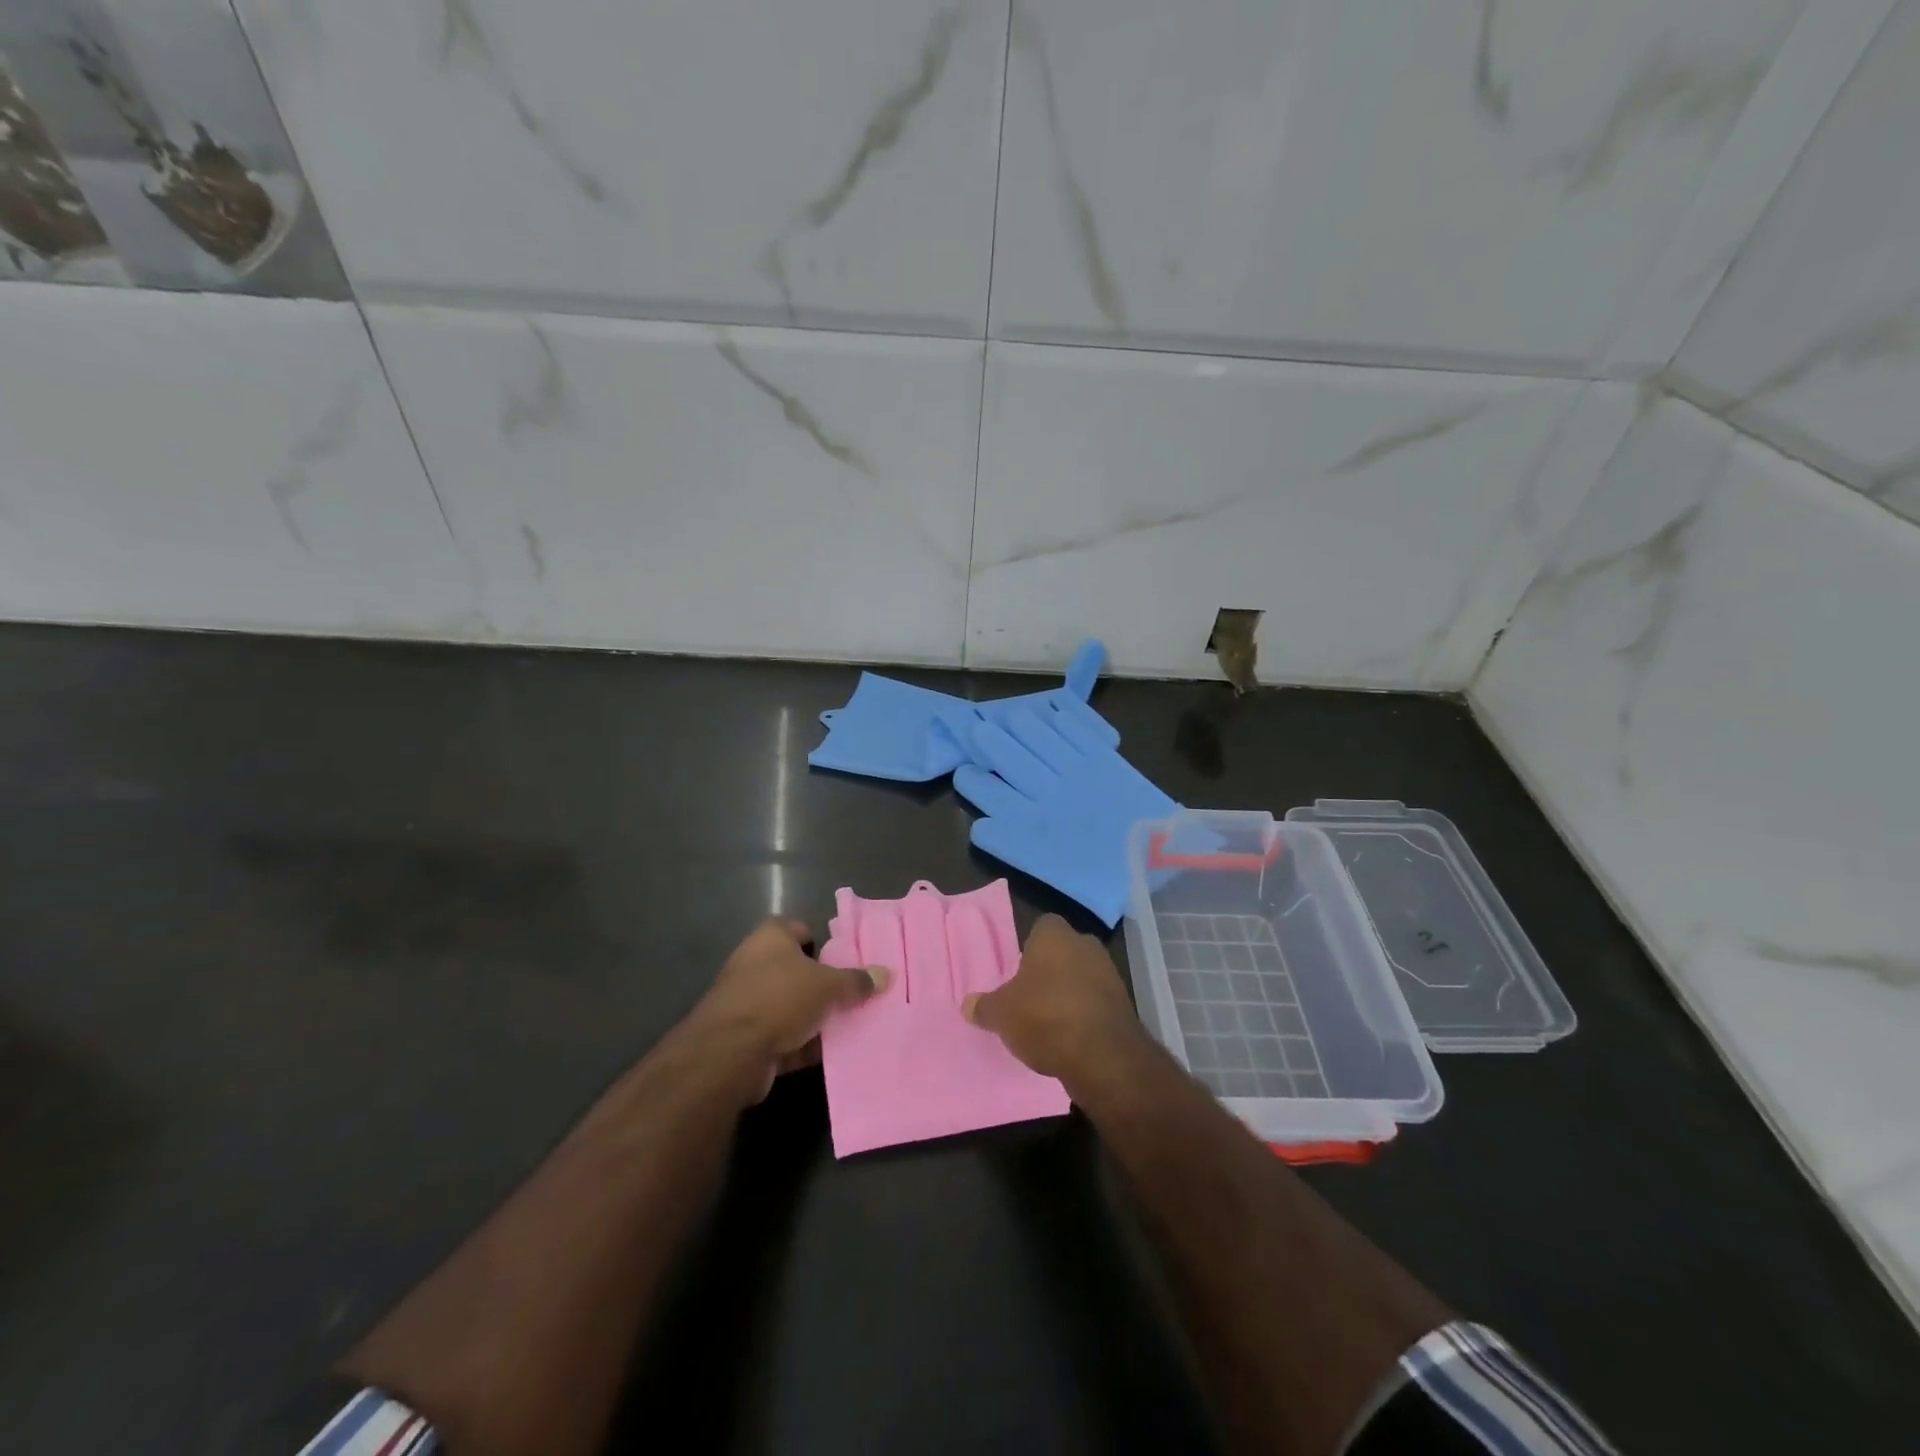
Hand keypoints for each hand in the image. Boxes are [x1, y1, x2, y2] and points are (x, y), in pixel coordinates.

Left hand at [687, 918, 888, 1097]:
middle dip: (822, 983)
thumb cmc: (780, 998)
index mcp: (770, 938)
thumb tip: (886, 974)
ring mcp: (746, 1001)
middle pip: (796, 969)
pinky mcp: (744, 1037)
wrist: (730, 1052)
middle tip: (853, 993)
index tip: (845, 957)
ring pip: (790, 1005)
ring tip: (849, 1024)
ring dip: (813, 1017)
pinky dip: (802, 1043)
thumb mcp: (828, 986)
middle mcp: (754, 963)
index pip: (798, 928)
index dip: (820, 940)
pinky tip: (830, 1053)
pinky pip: (782, 1035)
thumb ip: (856, 980)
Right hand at [962, 914, 1145, 1081]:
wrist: (1102, 1055)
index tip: (1019, 972)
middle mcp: (1085, 944)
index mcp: (1054, 935)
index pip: (1041, 927)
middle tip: (1031, 996)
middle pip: (1064, 951)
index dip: (1030, 948)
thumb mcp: (1002, 1014)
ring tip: (1049, 1022)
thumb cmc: (1044, 1017)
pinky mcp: (1124, 1003)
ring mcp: (1109, 972)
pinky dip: (1086, 1014)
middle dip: (1051, 970)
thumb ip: (985, 1006)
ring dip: (1070, 993)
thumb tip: (968, 1004)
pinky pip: (1097, 1001)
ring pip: (1083, 976)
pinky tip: (1071, 1037)